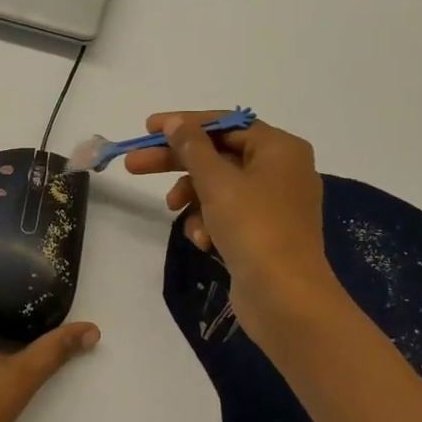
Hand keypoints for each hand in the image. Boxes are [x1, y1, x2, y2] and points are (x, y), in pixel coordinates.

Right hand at [124, 112, 339, 340]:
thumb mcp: (216, 181)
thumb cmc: (254, 227)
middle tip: (135, 165)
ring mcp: (275, 204)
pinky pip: (229, 214)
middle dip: (177, 163)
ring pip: (220, 186)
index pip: (225, 124)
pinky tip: (202, 240)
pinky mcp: (266, 233)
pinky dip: (209, 221)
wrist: (286, 298)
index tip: (149, 129)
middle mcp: (282, 170)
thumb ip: (192, 146)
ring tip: (173, 211)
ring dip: (192, 197)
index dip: (185, 124)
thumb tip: (176, 122)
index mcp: (280, 148)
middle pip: (218, 154)